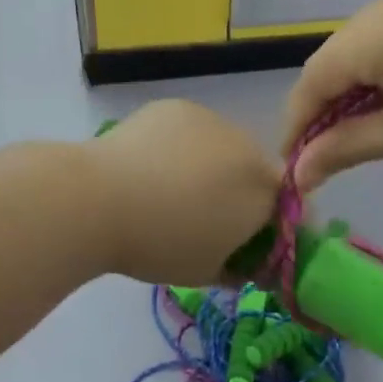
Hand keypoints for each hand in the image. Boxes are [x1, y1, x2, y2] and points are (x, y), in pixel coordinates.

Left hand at [87, 101, 280, 285]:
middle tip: (201, 214)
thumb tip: (247, 266)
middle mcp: (248, 148)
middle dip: (238, 191)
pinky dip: (182, 145)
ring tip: (170, 186)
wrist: (99, 199)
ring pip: (224, 146)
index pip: (283, 206)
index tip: (240, 239)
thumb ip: (239, 268)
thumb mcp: (206, 273)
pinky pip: (193, 130)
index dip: (265, 224)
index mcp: (263, 191)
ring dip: (212, 164)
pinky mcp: (180, 108)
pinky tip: (152, 162)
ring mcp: (213, 121)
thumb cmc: (158, 244)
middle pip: (255, 170)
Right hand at [280, 0, 382, 189]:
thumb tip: (297, 173)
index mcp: (380, 27)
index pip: (316, 75)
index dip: (297, 120)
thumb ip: (345, 146)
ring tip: (358, 127)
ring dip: (357, 85)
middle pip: (340, 55)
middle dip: (326, 103)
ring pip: (369, 43)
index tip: (290, 163)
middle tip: (323, 150)